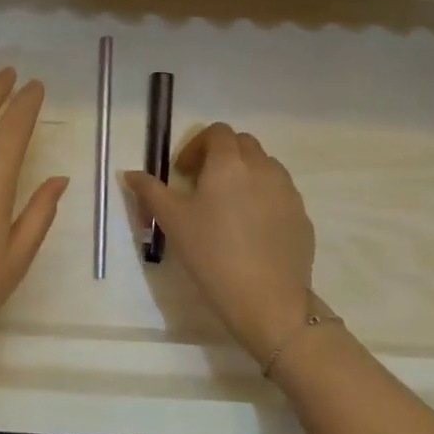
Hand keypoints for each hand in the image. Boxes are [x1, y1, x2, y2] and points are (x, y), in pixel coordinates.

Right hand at [125, 122, 314, 363]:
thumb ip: (150, 191)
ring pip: (265, 167)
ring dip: (245, 174)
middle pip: (243, 144)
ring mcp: (288, 192)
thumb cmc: (212, 254)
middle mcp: (263, 168)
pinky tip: (250, 231)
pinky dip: (264, 199)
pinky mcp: (302, 217)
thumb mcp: (173, 221)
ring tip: (228, 207)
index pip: (217, 132)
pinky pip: (280, 195)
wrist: (267, 301)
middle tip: (202, 185)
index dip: (197, 145)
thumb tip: (131, 174)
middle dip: (221, 156)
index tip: (184, 173)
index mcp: (230, 162)